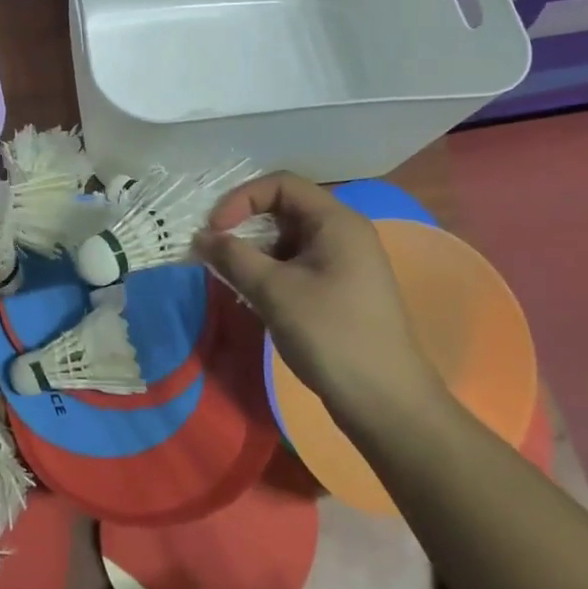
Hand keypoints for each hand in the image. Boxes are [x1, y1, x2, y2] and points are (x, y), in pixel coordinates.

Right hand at [194, 172, 440, 415]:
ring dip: (254, 251)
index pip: (281, 185)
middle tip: (214, 251)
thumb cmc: (332, 335)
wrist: (386, 403)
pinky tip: (253, 295)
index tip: (214, 229)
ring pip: (288, 239)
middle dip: (244, 225)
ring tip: (229, 276)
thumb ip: (233, 257)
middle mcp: (343, 233)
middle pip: (284, 209)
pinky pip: (297, 264)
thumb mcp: (275, 292)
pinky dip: (270, 271)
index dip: (241, 199)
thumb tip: (201, 237)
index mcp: (336, 221)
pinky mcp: (340, 290)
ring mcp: (344, 263)